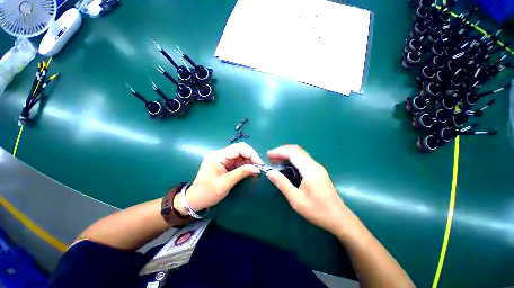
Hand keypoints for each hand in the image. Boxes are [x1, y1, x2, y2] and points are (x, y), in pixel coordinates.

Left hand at [174, 142, 262, 213]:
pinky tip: (250, 171)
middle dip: (251, 157)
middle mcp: (220, 154)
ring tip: (256, 171)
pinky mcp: (224, 163)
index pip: (238, 148)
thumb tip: (257, 168)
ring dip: (249, 161)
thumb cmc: (208, 193)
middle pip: (240, 149)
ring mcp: (222, 158)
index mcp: (218, 156)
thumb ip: (242, 173)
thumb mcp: (226, 183)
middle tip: (259, 167)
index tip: (260, 164)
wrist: (195, 200)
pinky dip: (245, 165)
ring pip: (240, 155)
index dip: (251, 154)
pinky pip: (237, 160)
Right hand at [266, 145, 348, 234]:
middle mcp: (314, 165)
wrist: (339, 218)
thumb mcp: (296, 199)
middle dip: (282, 151)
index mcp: (310, 170)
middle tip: (270, 157)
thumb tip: (270, 172)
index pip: (293, 153)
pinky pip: (303, 159)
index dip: (279, 152)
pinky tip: (286, 165)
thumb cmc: (317, 211)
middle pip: (297, 150)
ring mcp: (317, 167)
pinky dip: (292, 159)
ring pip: (300, 154)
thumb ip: (282, 183)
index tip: (268, 155)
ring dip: (287, 154)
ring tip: (276, 160)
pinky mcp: (318, 171)